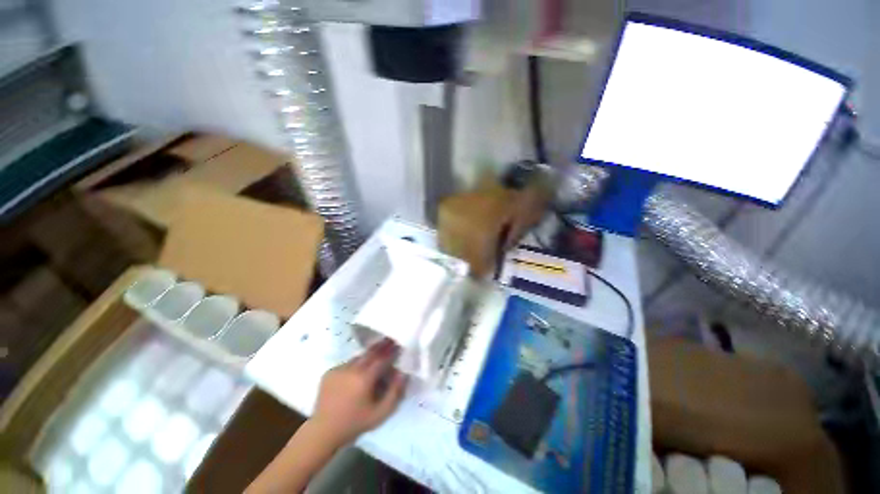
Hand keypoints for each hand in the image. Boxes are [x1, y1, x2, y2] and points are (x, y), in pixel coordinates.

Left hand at [311, 339, 407, 445]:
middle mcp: (351, 369)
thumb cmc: (355, 424)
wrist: (323, 432)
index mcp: (364, 378)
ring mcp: (339, 369)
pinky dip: (355, 365)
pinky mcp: (329, 372)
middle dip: (382, 346)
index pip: (382, 358)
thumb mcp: (380, 413)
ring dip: (368, 356)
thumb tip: (403, 373)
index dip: (392, 351)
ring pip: (359, 357)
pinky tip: (357, 373)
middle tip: (390, 342)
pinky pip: (347, 363)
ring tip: (375, 358)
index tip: (399, 346)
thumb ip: (395, 392)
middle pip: (370, 352)